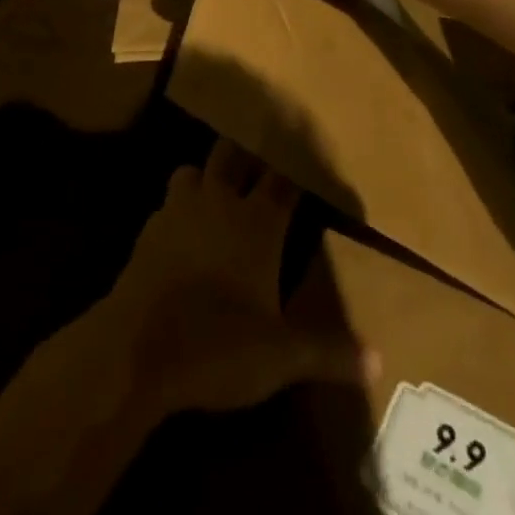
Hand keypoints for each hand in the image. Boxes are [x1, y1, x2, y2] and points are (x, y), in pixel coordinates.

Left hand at [107, 139, 374, 416]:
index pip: (283, 181)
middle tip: (258, 159)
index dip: (295, 171)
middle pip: (233, 155)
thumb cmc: (218, 344)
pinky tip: (181, 229)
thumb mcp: (280, 357)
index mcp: (258, 222)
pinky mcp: (149, 228)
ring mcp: (180, 210)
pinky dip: (179, 207)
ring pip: (194, 170)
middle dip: (246, 153)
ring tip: (217, 190)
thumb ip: (327, 352)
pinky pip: (168, 203)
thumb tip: (379, 361)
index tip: (306, 159)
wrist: (135, 347)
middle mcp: (220, 202)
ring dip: (206, 175)